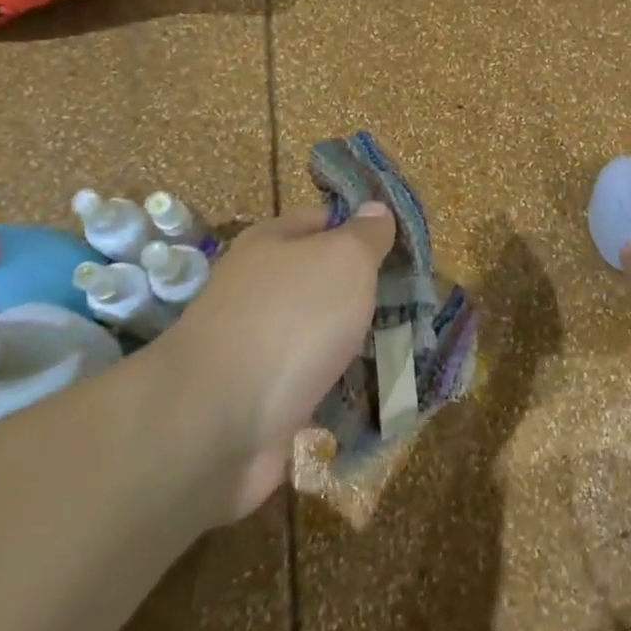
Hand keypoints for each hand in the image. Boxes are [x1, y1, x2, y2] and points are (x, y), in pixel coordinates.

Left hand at [160, 203, 393, 521]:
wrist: (219, 421)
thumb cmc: (291, 320)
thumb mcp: (344, 260)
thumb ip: (365, 235)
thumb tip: (376, 209)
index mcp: (270, 243)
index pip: (321, 219)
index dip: (360, 228)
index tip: (401, 248)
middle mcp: (256, 288)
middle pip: (318, 279)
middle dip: (360, 291)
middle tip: (411, 301)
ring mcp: (254, 344)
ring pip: (315, 333)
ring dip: (350, 342)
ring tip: (400, 347)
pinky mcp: (258, 396)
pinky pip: (308, 381)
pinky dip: (335, 386)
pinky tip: (367, 390)